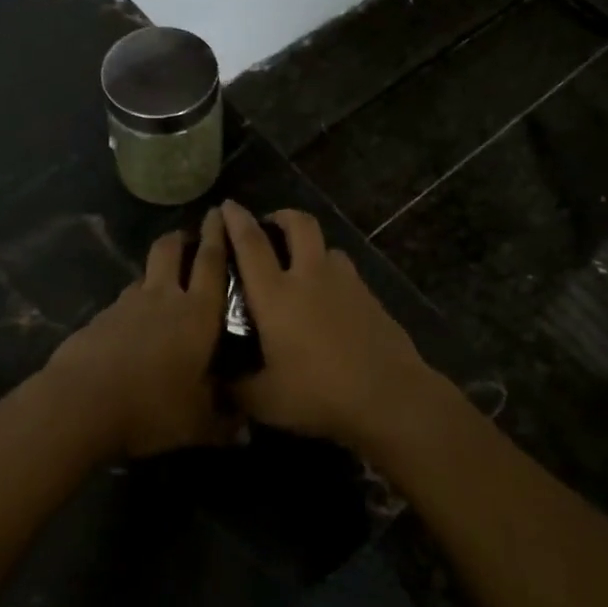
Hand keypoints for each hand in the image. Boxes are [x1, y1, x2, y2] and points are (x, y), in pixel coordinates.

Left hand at [43, 208, 237, 457]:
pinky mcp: (99, 318)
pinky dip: (131, 306)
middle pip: (171, 250)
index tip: (221, 212)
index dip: (218, 235)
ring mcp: (127, 304)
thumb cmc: (152, 406)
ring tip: (161, 286)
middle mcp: (163, 297)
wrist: (82, 402)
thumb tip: (246, 433)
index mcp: (197, 313)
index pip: (212, 262)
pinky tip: (130, 328)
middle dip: (181, 238)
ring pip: (144, 274)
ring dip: (155, 273)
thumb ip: (222, 424)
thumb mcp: (195, 423)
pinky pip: (122, 303)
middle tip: (188, 237)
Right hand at [221, 202, 428, 449]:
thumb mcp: (265, 401)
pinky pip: (346, 273)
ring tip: (303, 268)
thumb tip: (217, 383)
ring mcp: (346, 283)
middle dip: (281, 216)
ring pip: (327, 246)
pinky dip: (332, 275)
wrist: (389, 396)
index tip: (228, 205)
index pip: (251, 244)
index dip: (236, 221)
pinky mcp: (370, 296)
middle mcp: (310, 276)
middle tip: (269, 226)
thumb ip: (237, 387)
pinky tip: (330, 303)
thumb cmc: (319, 394)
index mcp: (277, 294)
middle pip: (299, 224)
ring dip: (311, 247)